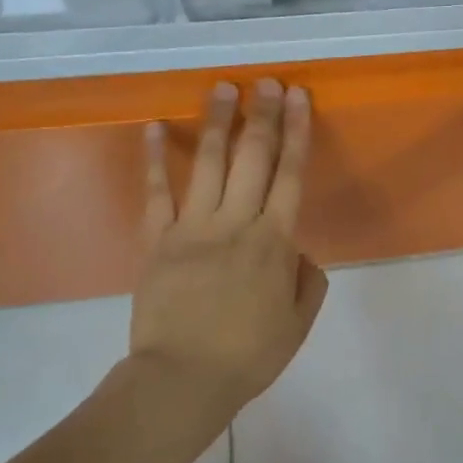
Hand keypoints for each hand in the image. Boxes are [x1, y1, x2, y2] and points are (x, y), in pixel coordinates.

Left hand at [115, 79, 327, 426]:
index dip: (297, 132)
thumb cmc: (248, 355)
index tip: (299, 98)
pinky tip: (156, 127)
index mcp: (275, 242)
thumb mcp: (298, 323)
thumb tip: (297, 251)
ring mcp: (193, 228)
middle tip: (268, 81)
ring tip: (223, 88)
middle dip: (263, 115)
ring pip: (209, 164)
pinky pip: (156, 193)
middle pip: (253, 158)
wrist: (182, 381)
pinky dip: (155, 159)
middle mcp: (236, 223)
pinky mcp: (157, 241)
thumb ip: (307, 281)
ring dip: (218, 123)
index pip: (291, 174)